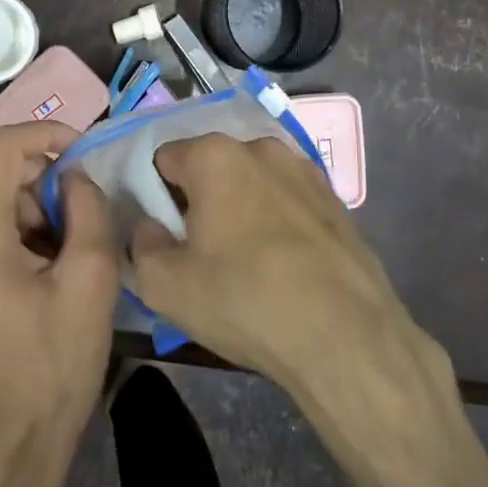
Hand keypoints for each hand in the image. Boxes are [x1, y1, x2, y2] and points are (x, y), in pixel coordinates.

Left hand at [0, 123, 121, 486]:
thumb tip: (74, 176)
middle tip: (78, 192)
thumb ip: (87, 210)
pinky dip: (8, 214)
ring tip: (63, 231)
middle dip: (35, 162)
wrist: (8, 440)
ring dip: (23, 191)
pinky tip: (39, 251)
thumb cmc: (54, 365)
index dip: (45, 134)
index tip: (83, 151)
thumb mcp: (90, 281)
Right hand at [129, 135, 432, 395]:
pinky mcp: (336, 200)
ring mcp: (305, 171)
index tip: (163, 235)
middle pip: (210, 168)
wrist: (347, 337)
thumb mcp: (164, 285)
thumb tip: (147, 226)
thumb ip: (140, 243)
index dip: (154, 197)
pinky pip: (287, 202)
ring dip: (239, 209)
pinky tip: (283, 267)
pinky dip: (276, 222)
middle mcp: (261, 148)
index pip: (163, 159)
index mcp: (215, 155)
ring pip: (252, 183)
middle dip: (198, 201)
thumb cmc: (245, 300)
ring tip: (245, 263)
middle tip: (199, 252)